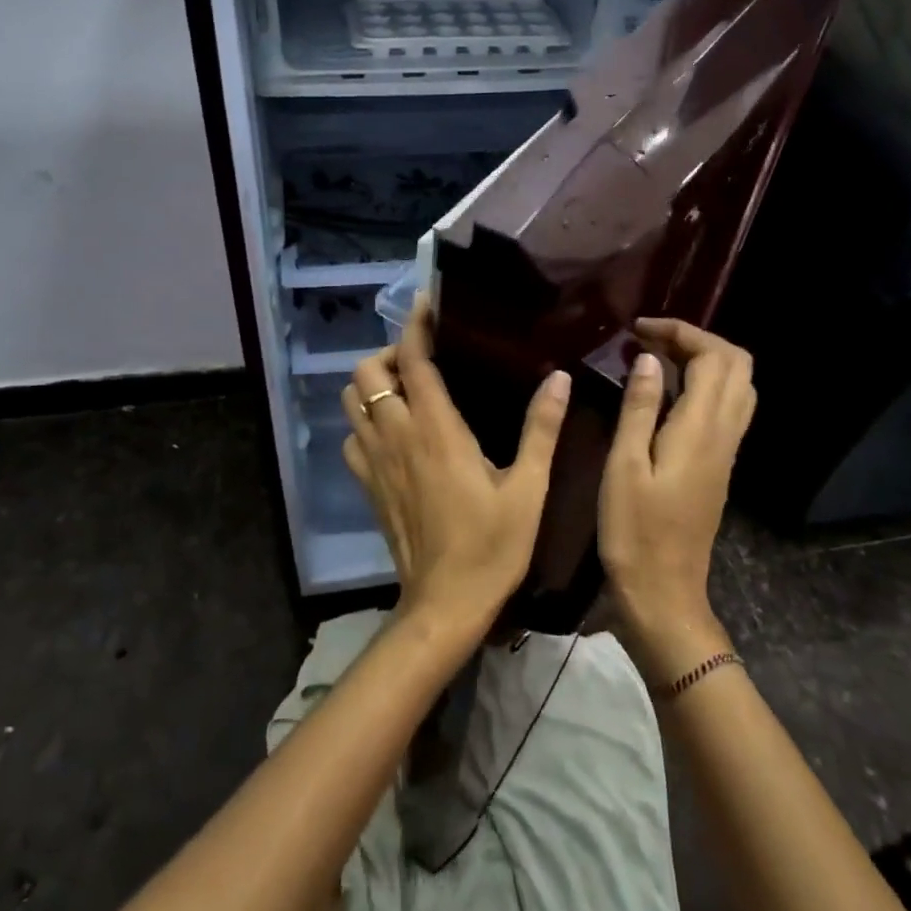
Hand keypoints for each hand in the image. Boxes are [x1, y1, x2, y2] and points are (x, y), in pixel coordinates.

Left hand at [342, 296, 571, 637]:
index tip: (429, 305)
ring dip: (372, 386)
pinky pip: (351, 438)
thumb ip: (542, 430)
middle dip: (389, 354)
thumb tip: (559, 378)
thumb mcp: (529, 489)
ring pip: (350, 401)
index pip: (413, 360)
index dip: (416, 325)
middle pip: (366, 372)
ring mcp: (374, 462)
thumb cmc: (492, 547)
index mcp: (436, 430)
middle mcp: (396, 436)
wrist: (445, 604)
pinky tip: (393, 434)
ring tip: (406, 391)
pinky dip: (364, 423)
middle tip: (423, 361)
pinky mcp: (367, 486)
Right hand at [599, 318, 756, 684]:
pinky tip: (668, 394)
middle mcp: (724, 434)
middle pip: (737, 365)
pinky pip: (728, 409)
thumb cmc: (634, 531)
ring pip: (738, 387)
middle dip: (698, 340)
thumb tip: (648, 359)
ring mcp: (727, 452)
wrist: (664, 592)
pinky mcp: (719, 467)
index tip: (638, 330)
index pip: (713, 357)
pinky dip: (705, 385)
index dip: (681, 332)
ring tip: (659, 360)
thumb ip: (640, 408)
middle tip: (651, 340)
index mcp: (701, 430)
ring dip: (706, 361)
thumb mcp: (624, 466)